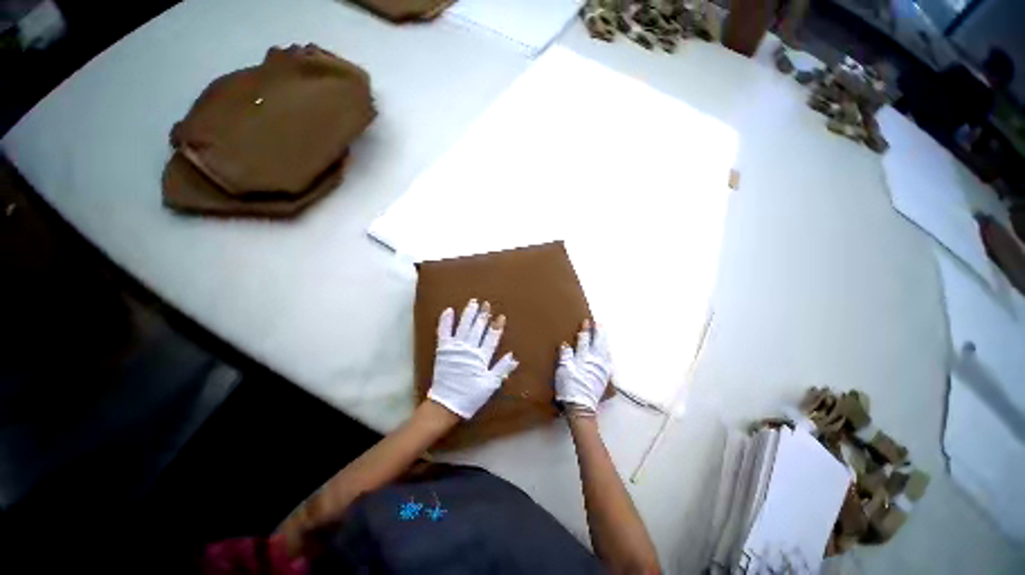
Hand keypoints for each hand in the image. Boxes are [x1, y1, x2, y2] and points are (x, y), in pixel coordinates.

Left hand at [428, 299, 517, 418]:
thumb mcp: (490, 385)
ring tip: (473, 302)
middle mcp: (469, 350)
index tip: (501, 316)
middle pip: (478, 329)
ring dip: (469, 314)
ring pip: (464, 327)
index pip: (492, 338)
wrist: (445, 405)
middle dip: (483, 316)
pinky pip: (443, 333)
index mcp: (481, 358)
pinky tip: (448, 310)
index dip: (497, 327)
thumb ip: (501, 369)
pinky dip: (445, 321)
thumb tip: (513, 356)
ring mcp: (455, 349)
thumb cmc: (470, 396)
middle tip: (486, 304)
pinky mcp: (443, 350)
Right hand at [556, 319, 611, 413]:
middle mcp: (595, 361)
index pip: (584, 340)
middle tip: (598, 323)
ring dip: (603, 340)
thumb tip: (566, 343)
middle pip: (598, 343)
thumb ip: (565, 356)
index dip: (585, 330)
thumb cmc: (569, 387)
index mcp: (583, 358)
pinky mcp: (605, 376)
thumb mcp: (563, 371)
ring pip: (604, 350)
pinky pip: (608, 360)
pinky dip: (607, 352)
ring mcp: (601, 368)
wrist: (582, 407)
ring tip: (603, 333)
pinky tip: (606, 350)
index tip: (586, 321)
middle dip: (598, 332)